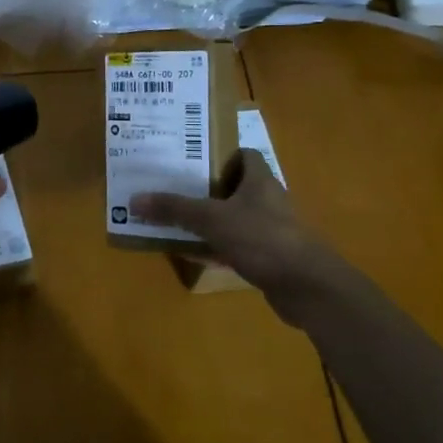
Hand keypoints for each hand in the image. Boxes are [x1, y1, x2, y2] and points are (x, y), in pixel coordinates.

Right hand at [131, 150, 340, 299]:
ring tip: (175, 219)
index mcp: (260, 180)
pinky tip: (193, 254)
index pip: (243, 155)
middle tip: (172, 188)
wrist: (308, 288)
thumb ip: (174, 209)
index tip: (190, 158)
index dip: (219, 154)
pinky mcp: (269, 259)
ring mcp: (270, 231)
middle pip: (234, 187)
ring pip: (233, 219)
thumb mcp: (212, 219)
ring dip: (209, 221)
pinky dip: (216, 248)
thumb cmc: (262, 239)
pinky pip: (236, 247)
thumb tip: (134, 199)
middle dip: (205, 188)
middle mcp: (268, 201)